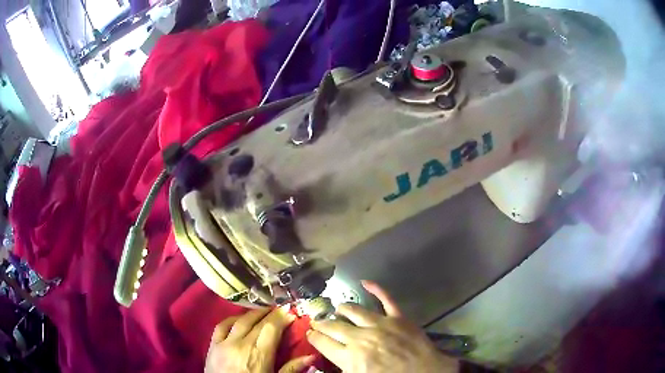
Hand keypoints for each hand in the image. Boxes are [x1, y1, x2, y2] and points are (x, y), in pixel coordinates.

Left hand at [205, 307, 315, 372]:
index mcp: (259, 355)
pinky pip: (221, 326)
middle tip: (280, 309)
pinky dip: (231, 319)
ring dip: (253, 313)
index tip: (290, 312)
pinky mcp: (212, 346)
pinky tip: (238, 319)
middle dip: (271, 313)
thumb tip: (312, 356)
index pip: (271, 328)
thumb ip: (292, 369)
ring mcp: (224, 344)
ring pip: (240, 321)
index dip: (281, 318)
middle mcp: (241, 345)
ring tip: (263, 311)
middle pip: (257, 322)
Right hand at [306, 281, 458, 372]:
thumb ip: (344, 367)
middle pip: (334, 326)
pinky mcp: (399, 317)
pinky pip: (386, 299)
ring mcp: (381, 325)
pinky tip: (365, 282)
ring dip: (343, 309)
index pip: (323, 343)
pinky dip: (376, 288)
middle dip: (322, 323)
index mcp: (351, 358)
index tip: (310, 334)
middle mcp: (361, 338)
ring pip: (354, 310)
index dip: (314, 337)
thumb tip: (332, 358)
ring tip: (337, 309)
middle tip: (317, 321)